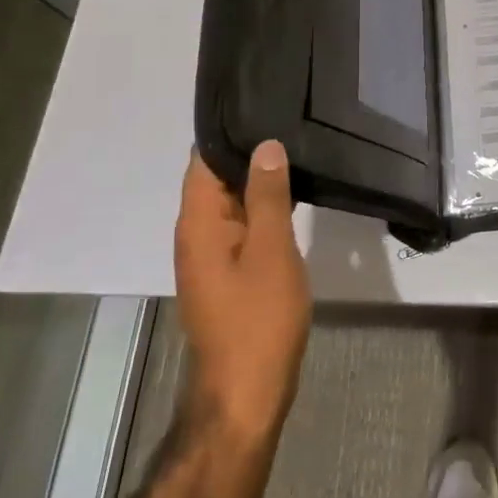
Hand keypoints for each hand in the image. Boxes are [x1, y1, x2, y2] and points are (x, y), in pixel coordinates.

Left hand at [174, 142, 311, 440]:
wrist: (247, 394)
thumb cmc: (259, 320)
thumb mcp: (271, 250)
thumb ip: (268, 196)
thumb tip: (266, 145)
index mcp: (198, 223)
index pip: (204, 159)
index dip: (232, 130)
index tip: (266, 103)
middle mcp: (197, 233)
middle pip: (218, 177)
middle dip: (251, 151)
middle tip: (294, 120)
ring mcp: (212, 255)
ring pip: (233, 201)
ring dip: (260, 179)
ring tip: (300, 148)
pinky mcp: (228, 272)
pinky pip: (242, 224)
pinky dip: (264, 207)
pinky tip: (294, 195)